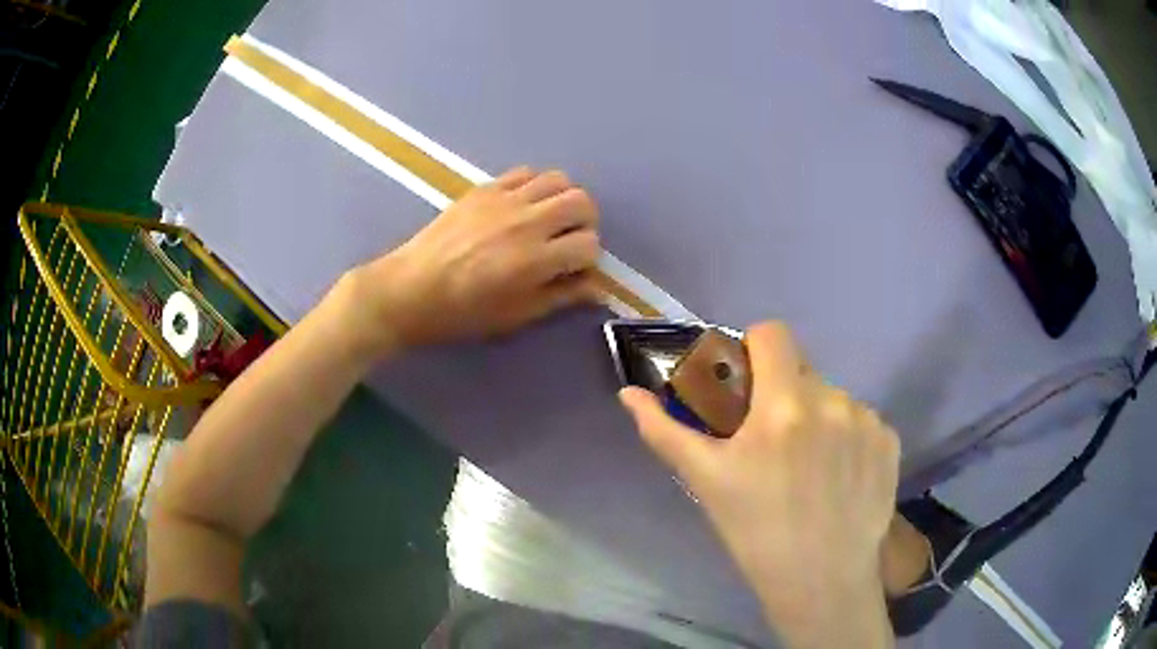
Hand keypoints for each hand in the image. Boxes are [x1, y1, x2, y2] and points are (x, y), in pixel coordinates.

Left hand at [348, 167, 600, 352]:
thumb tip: (598, 288)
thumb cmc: (463, 313)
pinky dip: (534, 186)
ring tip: (549, 219)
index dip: (588, 260)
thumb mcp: (516, 315)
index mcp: (535, 260)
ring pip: (558, 180)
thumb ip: (561, 297)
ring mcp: (504, 200)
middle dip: (585, 222)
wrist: (410, 289)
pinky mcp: (485, 188)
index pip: (589, 245)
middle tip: (568, 240)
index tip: (573, 269)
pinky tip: (522, 205)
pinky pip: (525, 173)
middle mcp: (526, 222)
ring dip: (563, 199)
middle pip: (582, 202)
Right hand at [619, 322, 899, 647]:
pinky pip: (862, 421)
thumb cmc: (756, 533)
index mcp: (784, 406)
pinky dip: (848, 438)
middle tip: (772, 443)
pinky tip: (839, 478)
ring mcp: (868, 420)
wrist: (821, 582)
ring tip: (809, 468)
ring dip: (817, 418)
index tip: (746, 385)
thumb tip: (628, 394)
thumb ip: (665, 431)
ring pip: (833, 397)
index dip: (754, 349)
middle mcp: (833, 401)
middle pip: (803, 370)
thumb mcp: (705, 482)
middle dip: (783, 393)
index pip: (773, 333)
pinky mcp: (890, 441)